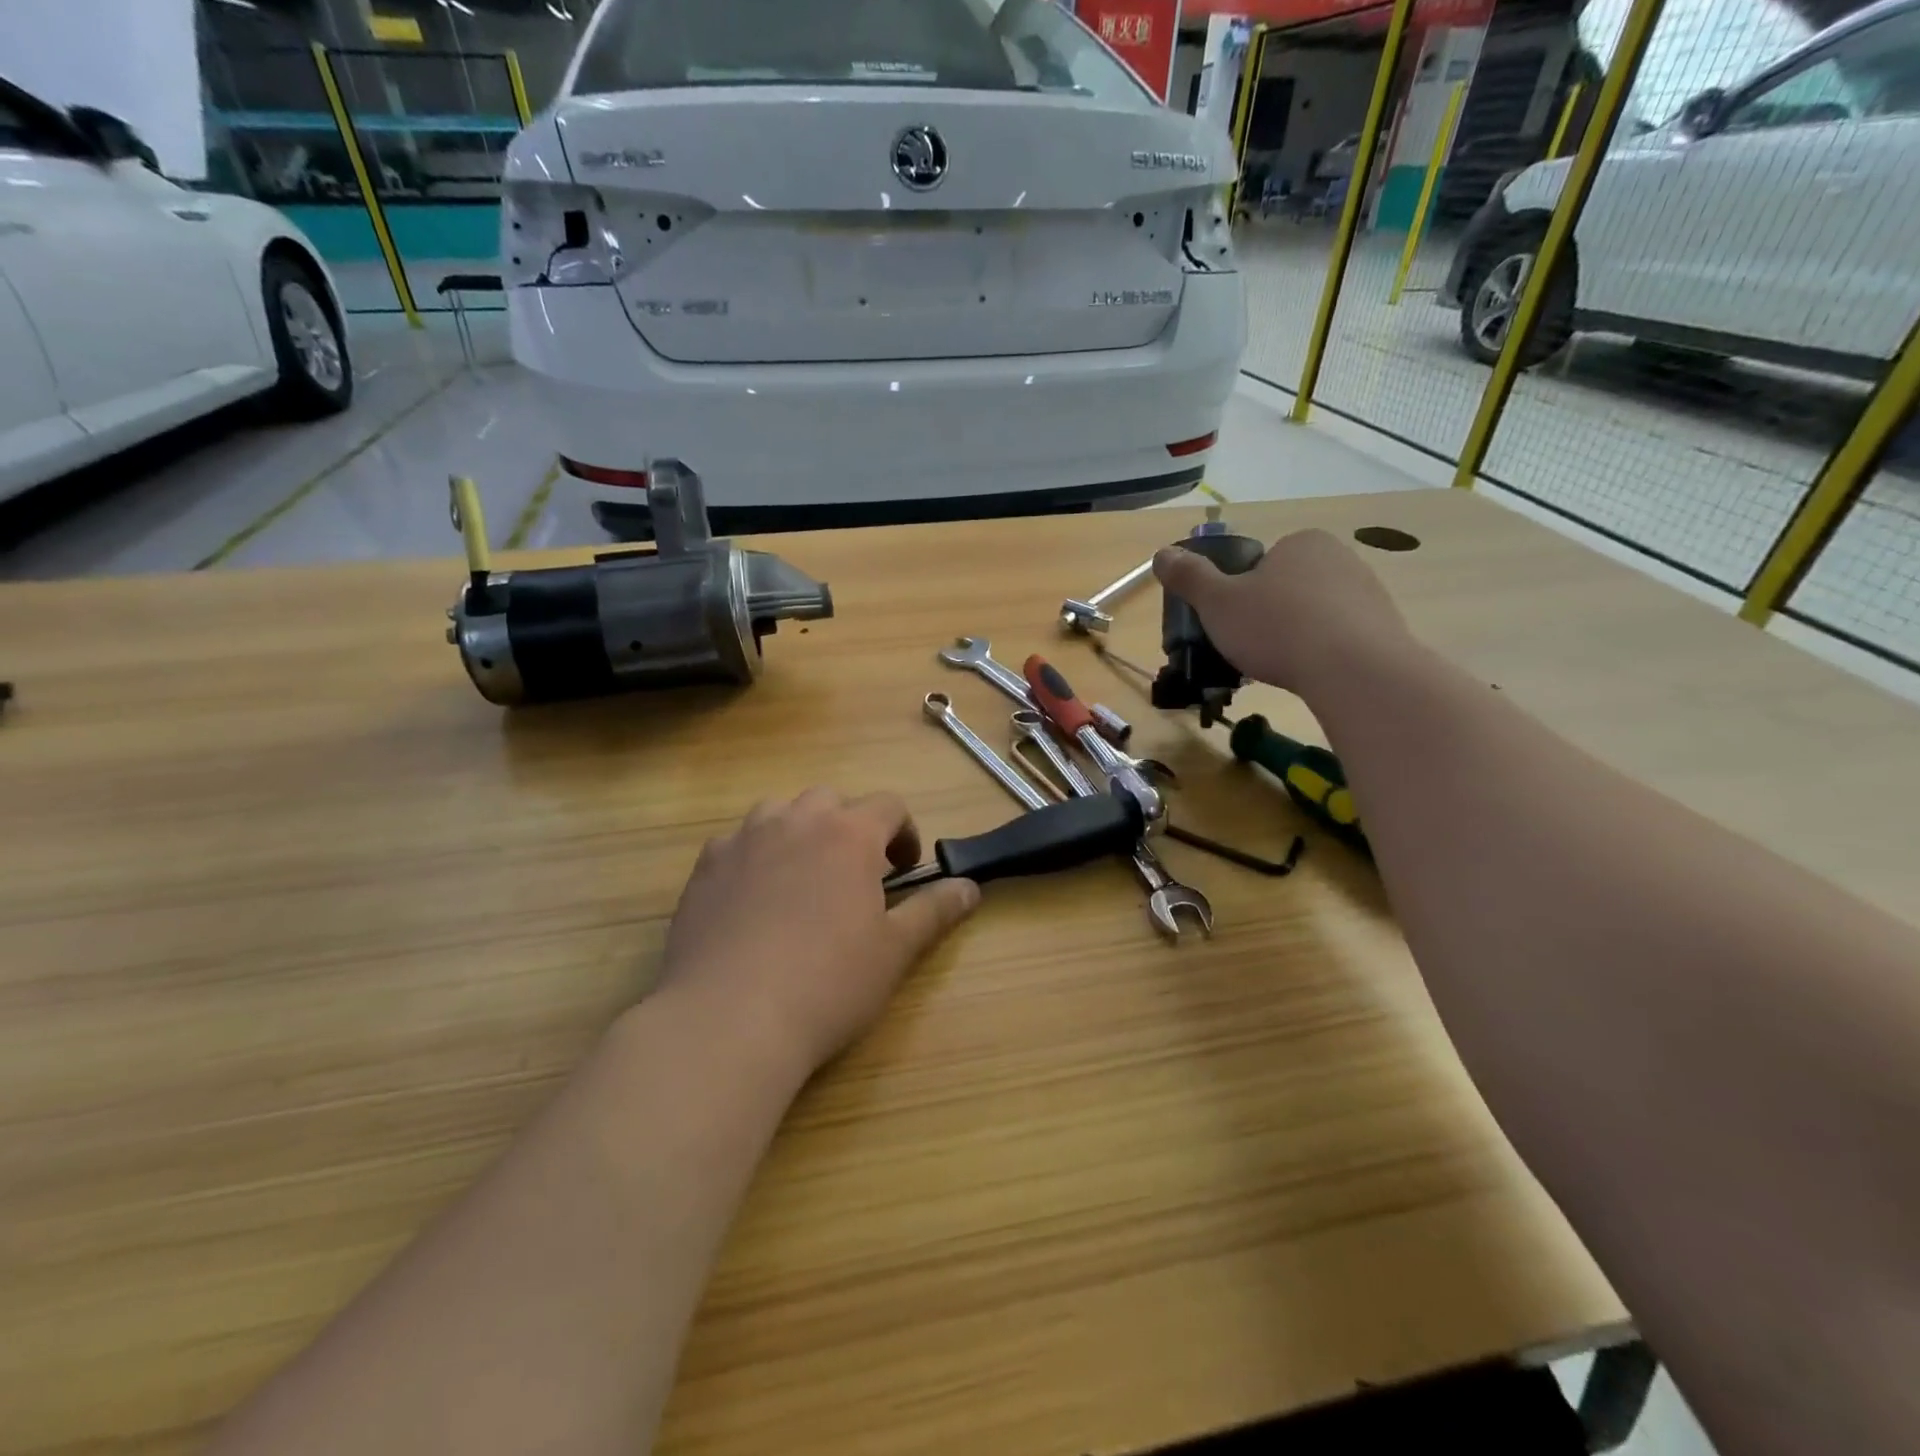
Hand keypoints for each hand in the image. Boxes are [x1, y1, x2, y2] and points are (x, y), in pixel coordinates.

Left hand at [657, 790, 979, 1078]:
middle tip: (854, 876)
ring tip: (802, 880)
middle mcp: (795, 821)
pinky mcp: (704, 867)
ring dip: (799, 833)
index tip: (904, 870)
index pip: (889, 805)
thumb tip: (970, 887)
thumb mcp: (895, 951)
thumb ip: (934, 911)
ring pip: (780, 814)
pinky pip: (737, 843)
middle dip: (849, 828)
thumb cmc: (827, 983)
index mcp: (848, 833)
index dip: (904, 832)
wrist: (728, 1019)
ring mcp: (743, 840)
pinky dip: (753, 856)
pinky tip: (752, 901)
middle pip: (831, 801)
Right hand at [1153, 529, 1411, 695]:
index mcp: (1301, 542)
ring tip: (1282, 667)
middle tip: (1251, 648)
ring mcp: (1369, 592)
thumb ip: (1189, 577)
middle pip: (1288, 587)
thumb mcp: (1217, 603)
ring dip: (1297, 635)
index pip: (1261, 563)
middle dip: (1269, 615)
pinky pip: (1341, 637)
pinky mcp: (1386, 627)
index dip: (1241, 593)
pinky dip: (1323, 653)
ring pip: (1315, 613)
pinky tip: (1312, 675)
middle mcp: (1340, 557)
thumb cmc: (1276, 628)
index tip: (1233, 622)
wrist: (1354, 670)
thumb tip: (1161, 554)